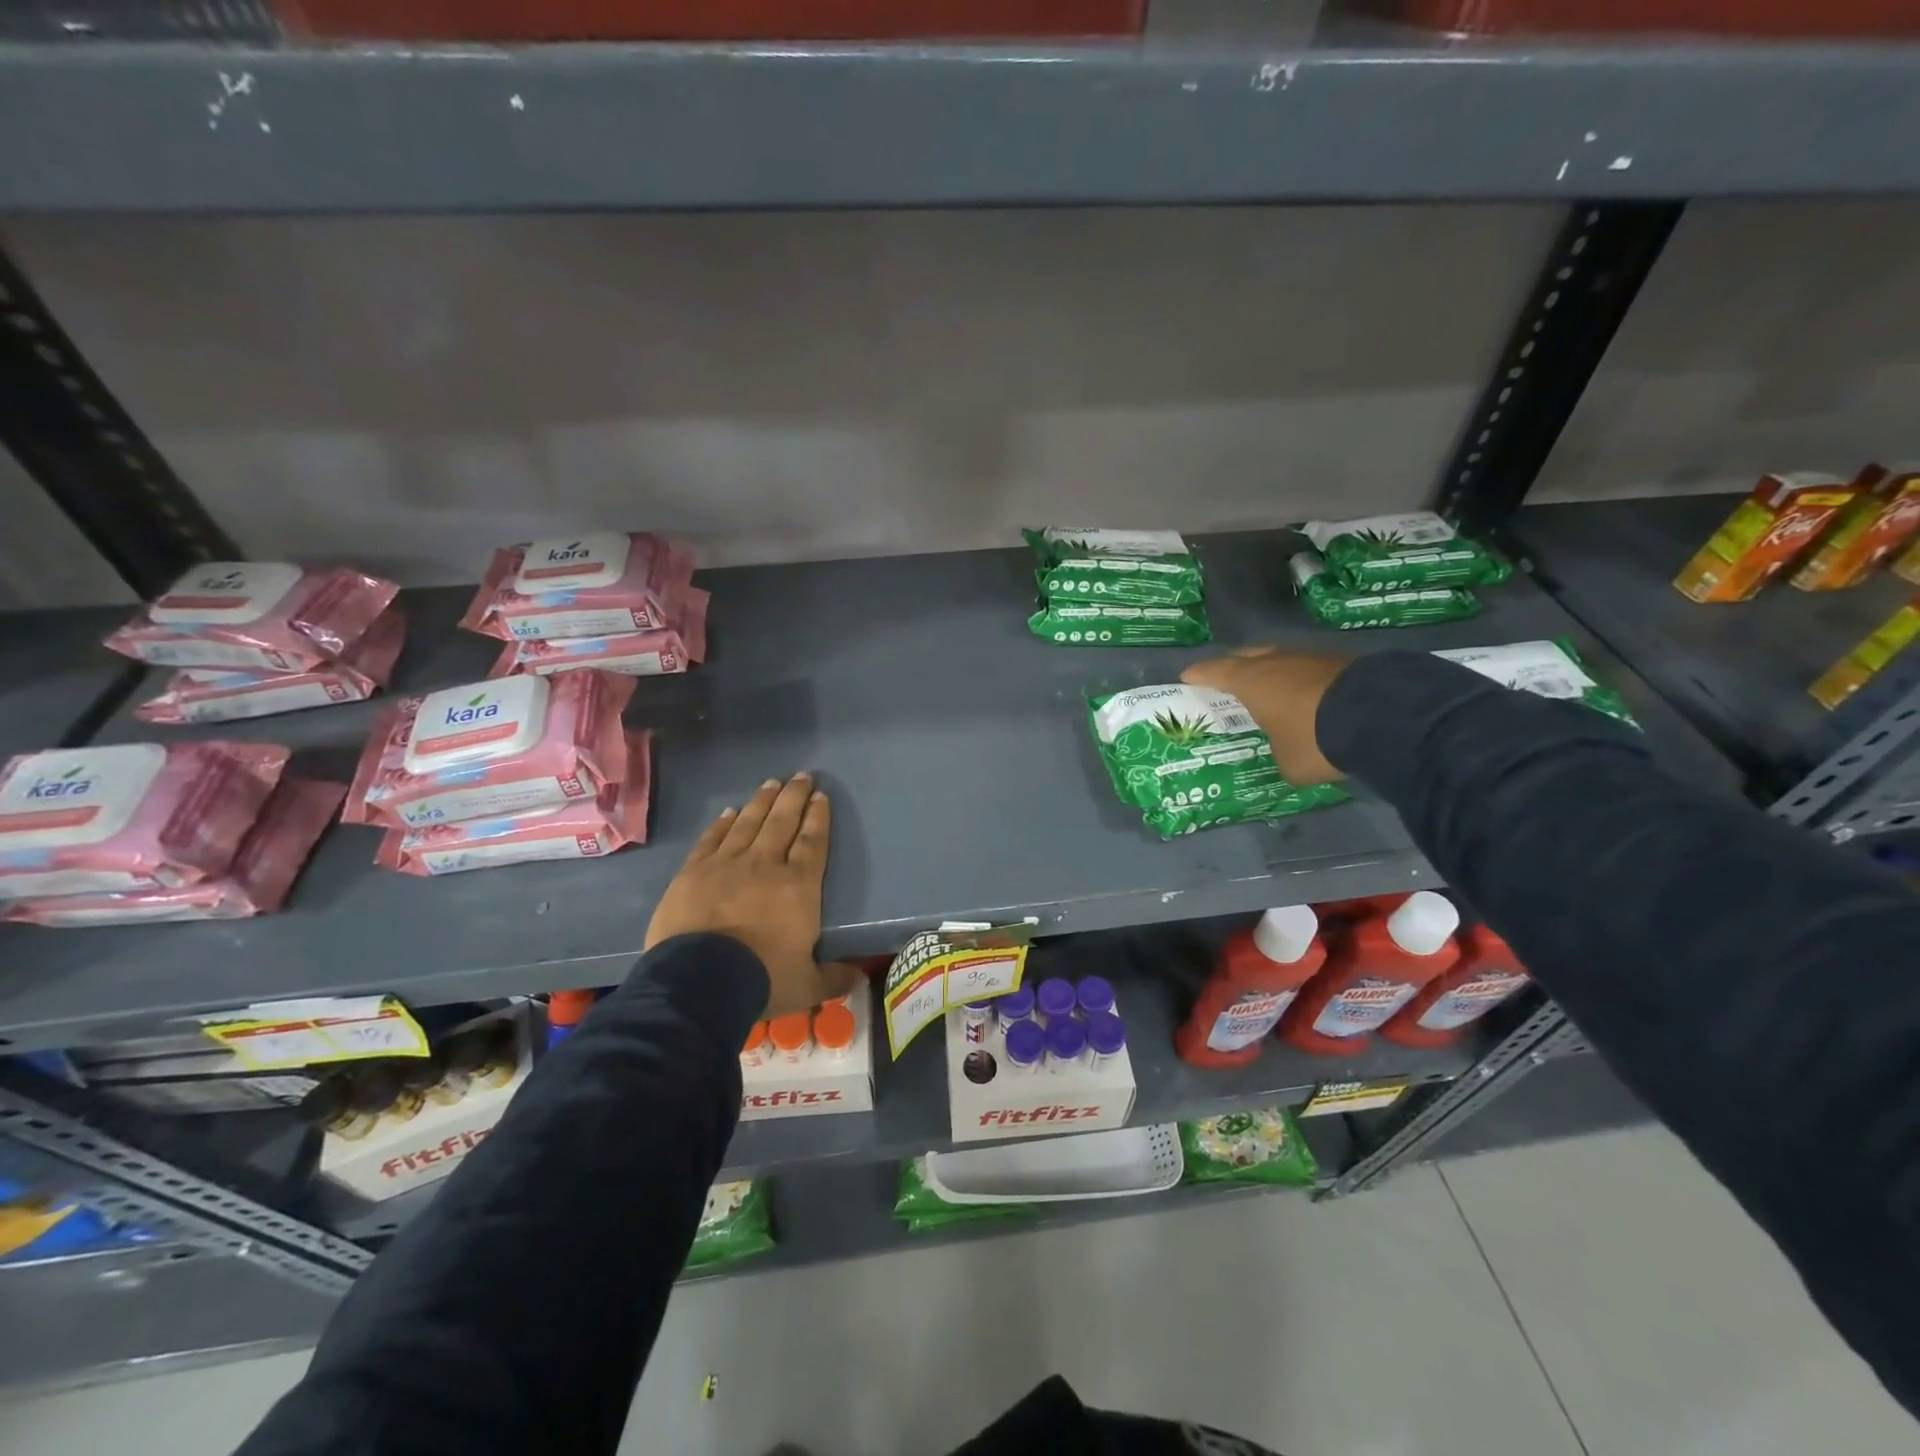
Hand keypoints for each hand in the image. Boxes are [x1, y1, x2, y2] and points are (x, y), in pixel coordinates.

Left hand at [646, 773, 857, 1019]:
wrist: (699, 980)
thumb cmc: (762, 979)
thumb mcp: (807, 985)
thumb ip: (833, 978)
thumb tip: (858, 979)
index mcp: (799, 886)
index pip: (812, 842)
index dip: (818, 817)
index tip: (821, 796)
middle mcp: (766, 864)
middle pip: (782, 821)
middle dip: (794, 796)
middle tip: (802, 776)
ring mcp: (727, 864)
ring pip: (749, 823)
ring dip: (762, 801)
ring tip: (772, 783)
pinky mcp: (694, 872)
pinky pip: (712, 839)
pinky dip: (722, 823)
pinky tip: (729, 811)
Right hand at [1181, 648, 1353, 784]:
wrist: (1380, 717)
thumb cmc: (1315, 740)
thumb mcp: (1288, 763)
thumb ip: (1279, 754)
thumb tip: (1285, 754)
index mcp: (1252, 681)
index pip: (1216, 672)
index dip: (1200, 675)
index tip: (1187, 677)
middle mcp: (1277, 662)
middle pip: (1247, 657)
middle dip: (1234, 666)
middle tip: (1225, 676)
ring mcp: (1312, 658)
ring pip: (1282, 659)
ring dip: (1272, 671)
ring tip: (1267, 684)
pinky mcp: (1343, 662)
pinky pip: (1310, 668)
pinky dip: (1302, 679)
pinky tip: (1307, 692)